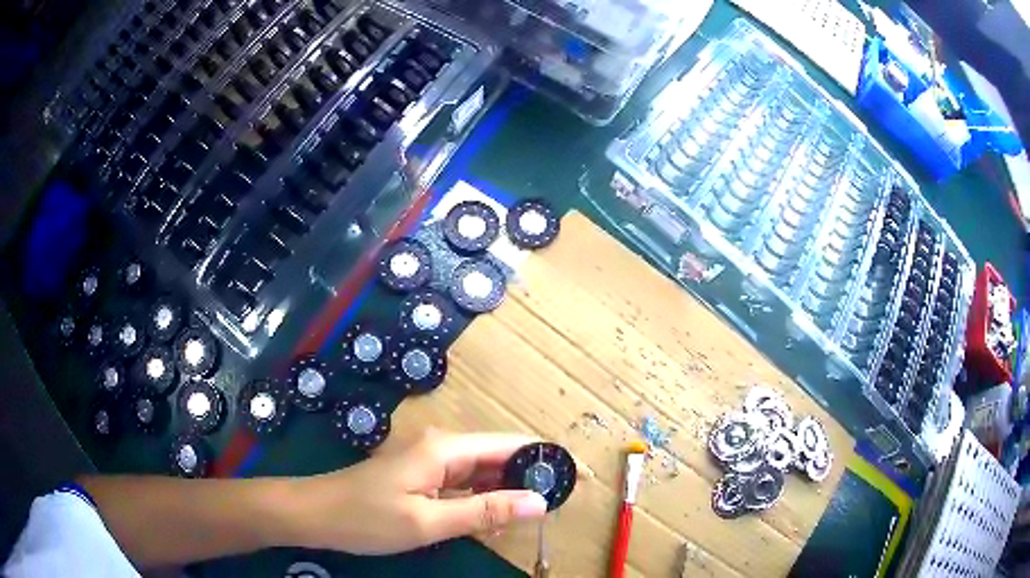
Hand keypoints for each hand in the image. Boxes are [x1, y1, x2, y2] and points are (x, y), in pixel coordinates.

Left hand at [286, 429, 548, 554]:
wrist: (315, 513)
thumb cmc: (367, 518)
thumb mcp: (429, 522)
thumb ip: (485, 512)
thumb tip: (539, 502)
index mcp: (446, 449)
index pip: (510, 445)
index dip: (543, 459)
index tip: (573, 478)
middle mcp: (442, 447)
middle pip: (498, 456)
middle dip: (528, 477)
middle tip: (559, 503)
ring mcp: (430, 460)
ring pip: (482, 472)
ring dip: (507, 490)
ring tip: (536, 511)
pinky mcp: (421, 475)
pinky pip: (463, 483)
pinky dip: (483, 498)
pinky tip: (495, 517)